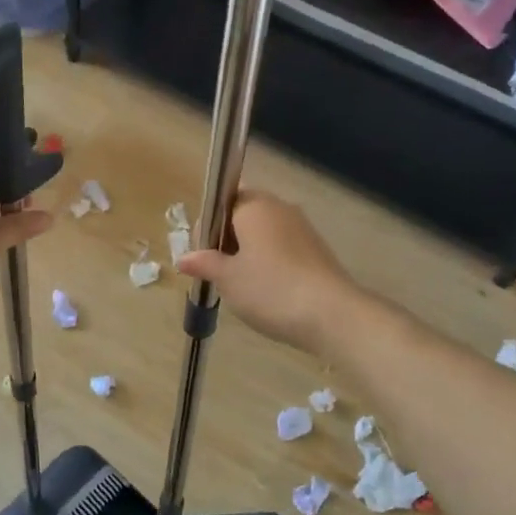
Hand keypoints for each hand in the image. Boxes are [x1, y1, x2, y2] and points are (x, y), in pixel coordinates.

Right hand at [177, 190, 355, 354]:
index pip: (223, 200)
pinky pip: (283, 249)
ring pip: (264, 233)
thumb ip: (204, 263)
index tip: (201, 254)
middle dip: (227, 239)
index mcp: (254, 205)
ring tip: (239, 286)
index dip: (208, 225)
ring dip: (248, 253)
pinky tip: (266, 291)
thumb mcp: (227, 278)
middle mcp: (280, 208)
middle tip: (216, 272)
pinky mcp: (317, 251)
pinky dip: (270, 264)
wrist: (332, 315)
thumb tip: (183, 258)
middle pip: (244, 215)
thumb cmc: (270, 289)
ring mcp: (303, 229)